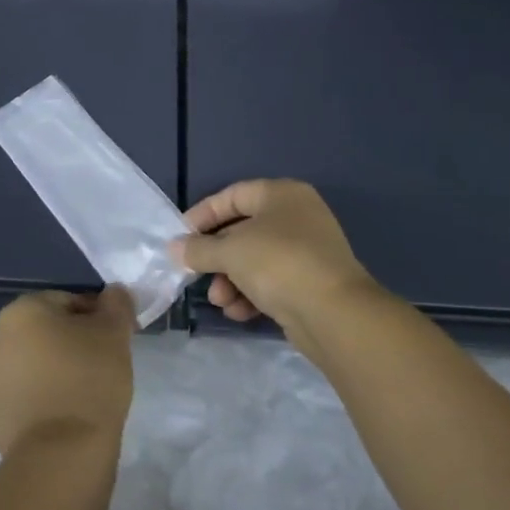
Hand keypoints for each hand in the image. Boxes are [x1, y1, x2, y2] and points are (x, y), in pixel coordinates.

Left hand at [0, 287, 135, 455]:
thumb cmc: (89, 378)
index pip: (70, 301)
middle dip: (78, 343)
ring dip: (63, 370)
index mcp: (22, 311)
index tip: (117, 341)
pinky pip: (31, 395)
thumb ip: (117, 303)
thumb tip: (114, 294)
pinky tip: (71, 415)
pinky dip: (50, 399)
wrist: (60, 453)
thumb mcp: (114, 331)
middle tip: (107, 365)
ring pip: (40, 363)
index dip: (99, 318)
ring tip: (91, 393)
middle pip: (51, 331)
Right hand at [169, 180, 379, 358]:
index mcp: (281, 195)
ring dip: (230, 280)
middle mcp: (297, 216)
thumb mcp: (230, 252)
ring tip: (220, 301)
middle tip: (195, 274)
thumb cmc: (278, 264)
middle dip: (216, 257)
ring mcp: (306, 250)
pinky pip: (271, 281)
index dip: (203, 215)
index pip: (232, 196)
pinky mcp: (310, 282)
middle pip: (242, 230)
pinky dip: (251, 294)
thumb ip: (199, 249)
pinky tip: (239, 312)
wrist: (334, 314)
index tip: (180, 237)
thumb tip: (175, 248)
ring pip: (255, 259)